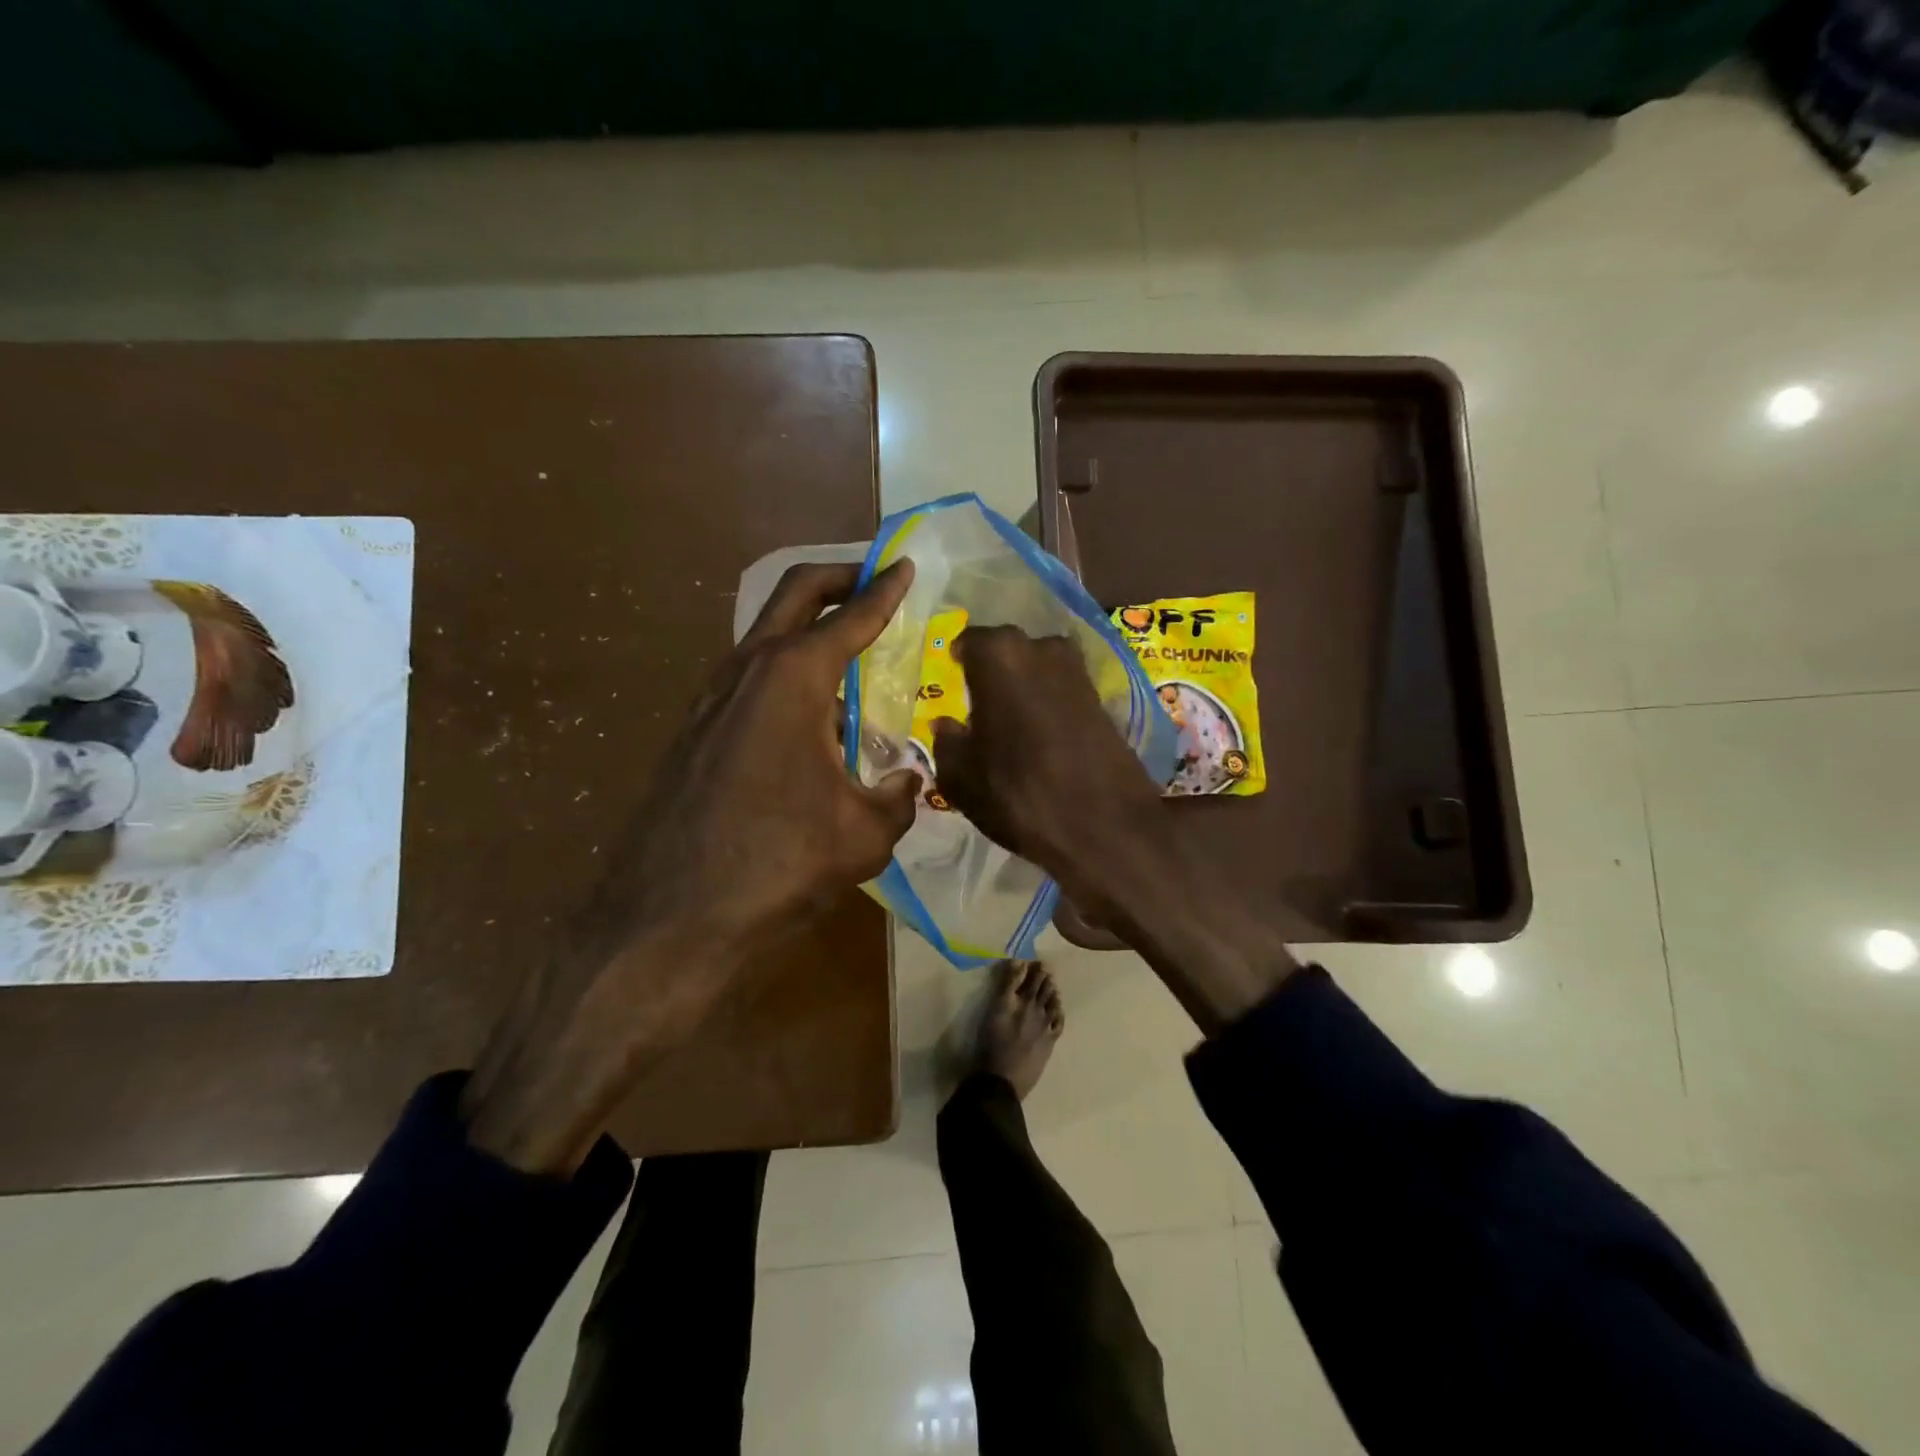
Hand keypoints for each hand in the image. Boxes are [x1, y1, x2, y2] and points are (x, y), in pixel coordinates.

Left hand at [614, 558, 921, 956]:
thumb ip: (897, 795)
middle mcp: (748, 669)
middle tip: (872, 581)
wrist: (670, 914)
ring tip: (851, 662)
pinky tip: (812, 721)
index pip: (851, 615)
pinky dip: (786, 676)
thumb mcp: (865, 833)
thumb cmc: (779, 861)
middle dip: (837, 578)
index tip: (904, 565)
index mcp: (794, 677)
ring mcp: (712, 697)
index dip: (884, 589)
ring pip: (767, 637)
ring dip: (808, 630)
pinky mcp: (695, 730)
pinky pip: (751, 680)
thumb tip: (905, 780)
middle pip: (794, 594)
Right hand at [929, 624, 1165, 920]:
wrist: (1104, 825)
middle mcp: (1041, 648)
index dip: (960, 661)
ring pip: (1038, 668)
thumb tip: (946, 724)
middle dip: (993, 671)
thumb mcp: (961, 777)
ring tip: (1010, 719)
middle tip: (979, 700)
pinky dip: (1048, 702)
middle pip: (1007, 651)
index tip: (954, 677)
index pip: (970, 641)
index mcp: (999, 655)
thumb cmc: (1018, 794)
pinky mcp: (1103, 697)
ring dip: (1024, 686)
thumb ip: (947, 742)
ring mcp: (1078, 670)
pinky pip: (1062, 689)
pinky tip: (1040, 732)